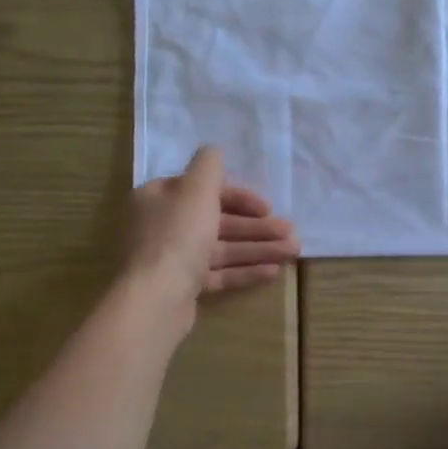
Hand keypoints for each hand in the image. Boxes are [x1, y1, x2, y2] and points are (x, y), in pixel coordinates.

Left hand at [124, 147, 299, 317]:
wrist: (155, 299)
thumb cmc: (178, 236)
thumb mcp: (196, 190)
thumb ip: (209, 166)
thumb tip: (214, 149)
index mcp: (159, 199)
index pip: (204, 191)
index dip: (240, 197)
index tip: (267, 208)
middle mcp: (162, 226)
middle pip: (217, 221)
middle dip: (256, 227)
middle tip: (290, 233)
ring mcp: (171, 259)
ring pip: (221, 248)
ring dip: (258, 248)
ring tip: (292, 251)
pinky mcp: (181, 287)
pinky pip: (217, 273)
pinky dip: (243, 270)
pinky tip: (273, 271)